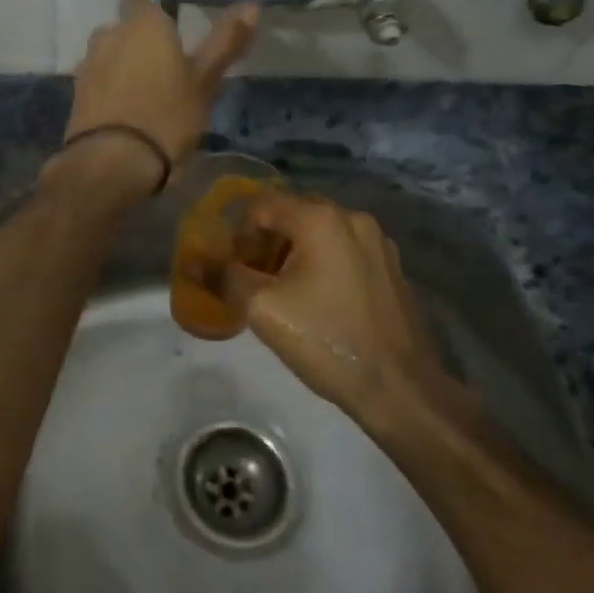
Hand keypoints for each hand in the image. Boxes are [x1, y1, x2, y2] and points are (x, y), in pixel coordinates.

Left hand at [65, 0, 258, 168]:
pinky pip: (97, 82)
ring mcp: (87, 64)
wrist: (112, 162)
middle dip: (139, 44)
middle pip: (124, 30)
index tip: (174, 39)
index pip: (143, 2)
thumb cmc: (167, 116)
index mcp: (143, 24)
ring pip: (108, 56)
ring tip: (145, 97)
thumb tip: (252, 5)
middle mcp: (109, 34)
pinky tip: (124, 115)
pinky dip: (108, 91)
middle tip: (165, 73)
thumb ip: (225, 42)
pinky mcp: (75, 94)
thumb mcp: (204, 82)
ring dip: (122, 68)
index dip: (157, 18)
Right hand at [222, 193, 477, 435]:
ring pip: (320, 233)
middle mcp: (353, 218)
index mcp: (321, 219)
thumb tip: (195, 262)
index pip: (262, 205)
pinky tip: (317, 300)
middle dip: (265, 241)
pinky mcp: (391, 267)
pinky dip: (322, 263)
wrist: (398, 387)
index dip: (238, 232)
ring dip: (293, 253)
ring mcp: (378, 242)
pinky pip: (343, 250)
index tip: (231, 267)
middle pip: (293, 214)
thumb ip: (226, 276)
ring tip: (282, 292)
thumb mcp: (263, 309)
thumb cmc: (326, 340)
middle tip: (251, 279)